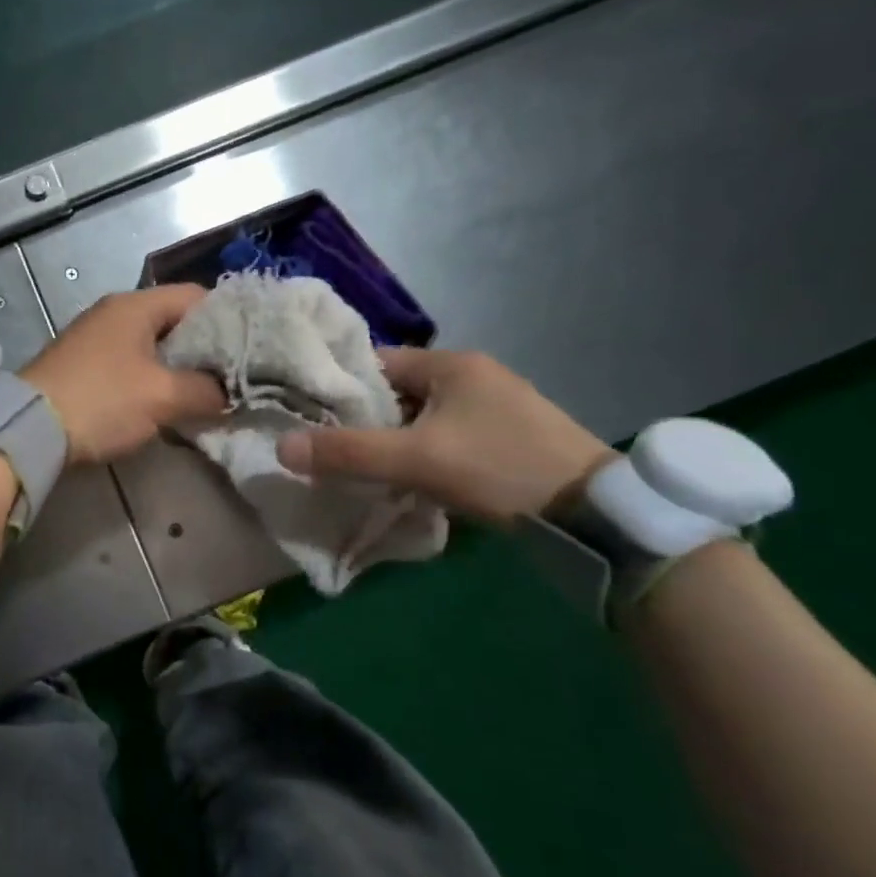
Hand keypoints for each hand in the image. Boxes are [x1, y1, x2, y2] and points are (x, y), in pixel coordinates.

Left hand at [21, 285, 225, 465]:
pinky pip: (130, 364)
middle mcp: (114, 313)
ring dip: (178, 367)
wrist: (29, 429)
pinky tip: (165, 403)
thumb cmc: (102, 401)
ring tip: (205, 393)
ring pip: (152, 345)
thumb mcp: (163, 396)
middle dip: (205, 348)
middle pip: (174, 321)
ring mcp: (94, 338)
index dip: (228, 319)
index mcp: (135, 305)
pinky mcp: (82, 365)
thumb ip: (206, 390)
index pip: (196, 296)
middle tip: (231, 376)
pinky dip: (152, 379)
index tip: (250, 348)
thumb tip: (228, 394)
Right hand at [276, 348, 613, 524]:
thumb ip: (348, 453)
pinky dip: (424, 452)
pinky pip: (447, 435)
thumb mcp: (416, 460)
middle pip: (399, 392)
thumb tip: (281, 448)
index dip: (342, 387)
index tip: (310, 415)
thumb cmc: (499, 468)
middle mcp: (474, 375)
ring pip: (423, 417)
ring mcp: (495, 406)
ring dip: (396, 439)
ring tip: (364, 467)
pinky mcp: (508, 436)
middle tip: (332, 448)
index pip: (378, 363)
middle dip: (367, 418)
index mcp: (452, 364)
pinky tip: (411, 478)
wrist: (594, 513)